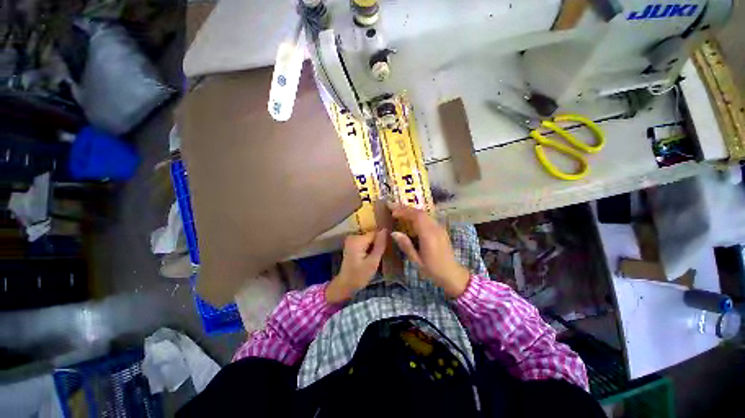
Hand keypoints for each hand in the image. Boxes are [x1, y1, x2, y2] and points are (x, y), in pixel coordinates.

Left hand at [325, 230, 386, 303]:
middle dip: (378, 244)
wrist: (345, 285)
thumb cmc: (359, 276)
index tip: (387, 250)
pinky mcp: (352, 244)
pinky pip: (365, 242)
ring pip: (369, 239)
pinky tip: (371, 256)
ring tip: (377, 257)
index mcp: (357, 240)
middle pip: (372, 236)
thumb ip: (380, 245)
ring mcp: (352, 240)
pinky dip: (369, 248)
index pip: (375, 233)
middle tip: (381, 256)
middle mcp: (353, 236)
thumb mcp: (373, 262)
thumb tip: (385, 230)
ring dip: (374, 246)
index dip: (383, 241)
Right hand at [389, 203, 470, 297]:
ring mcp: (440, 228)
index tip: (392, 211)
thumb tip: (394, 233)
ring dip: (411, 210)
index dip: (404, 211)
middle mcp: (435, 228)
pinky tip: (410, 217)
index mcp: (429, 236)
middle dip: (405, 208)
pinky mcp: (441, 229)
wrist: (452, 274)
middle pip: (420, 212)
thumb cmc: (433, 269)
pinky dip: (417, 215)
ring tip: (399, 210)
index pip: (416, 217)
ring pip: (425, 214)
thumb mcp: (416, 260)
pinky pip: (428, 218)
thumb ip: (406, 245)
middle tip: (392, 207)